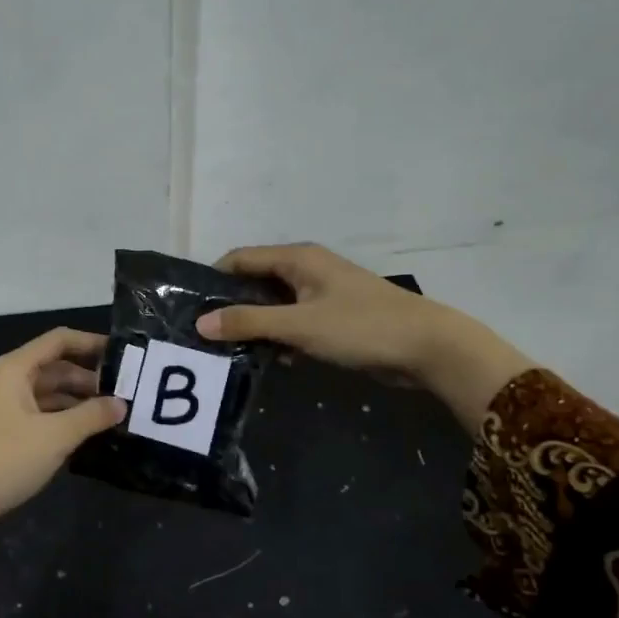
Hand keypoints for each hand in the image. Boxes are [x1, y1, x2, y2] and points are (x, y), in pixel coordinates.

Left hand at [0, 328, 124, 589]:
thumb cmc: (3, 459)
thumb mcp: (54, 436)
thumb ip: (91, 416)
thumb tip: (121, 404)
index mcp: (16, 368)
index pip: (59, 340)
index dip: (92, 343)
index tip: (125, 355)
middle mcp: (8, 380)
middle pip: (56, 367)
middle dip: (90, 377)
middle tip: (127, 393)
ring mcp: (4, 406)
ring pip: (49, 393)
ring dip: (78, 401)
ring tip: (113, 415)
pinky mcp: (3, 431)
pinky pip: (41, 414)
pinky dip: (63, 419)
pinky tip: (86, 434)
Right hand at [195, 244, 438, 384]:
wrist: (428, 347)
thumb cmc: (361, 327)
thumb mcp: (299, 325)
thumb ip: (249, 322)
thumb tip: (201, 323)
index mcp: (298, 258)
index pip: (240, 259)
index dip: (213, 279)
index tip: (190, 307)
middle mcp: (307, 268)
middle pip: (256, 281)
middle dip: (231, 305)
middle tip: (205, 334)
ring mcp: (322, 293)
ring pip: (275, 304)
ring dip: (255, 324)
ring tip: (228, 350)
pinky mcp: (334, 317)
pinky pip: (294, 321)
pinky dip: (279, 335)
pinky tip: (269, 358)